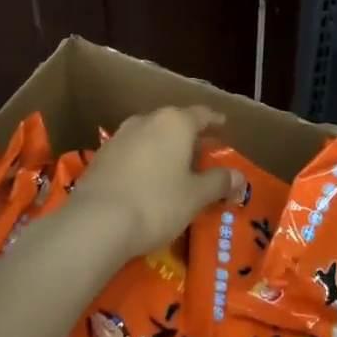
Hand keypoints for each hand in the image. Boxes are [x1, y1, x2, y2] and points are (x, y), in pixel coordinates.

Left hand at [74, 105, 242, 260]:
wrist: (96, 222)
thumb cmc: (156, 203)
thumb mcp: (195, 196)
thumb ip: (218, 182)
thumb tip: (240, 176)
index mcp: (175, 123)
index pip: (201, 114)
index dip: (214, 120)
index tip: (223, 124)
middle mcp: (146, 120)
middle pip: (173, 122)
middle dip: (188, 135)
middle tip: (201, 151)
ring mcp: (119, 136)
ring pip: (149, 134)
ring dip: (163, 146)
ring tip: (173, 165)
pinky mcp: (100, 156)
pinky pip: (131, 151)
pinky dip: (143, 159)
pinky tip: (145, 178)